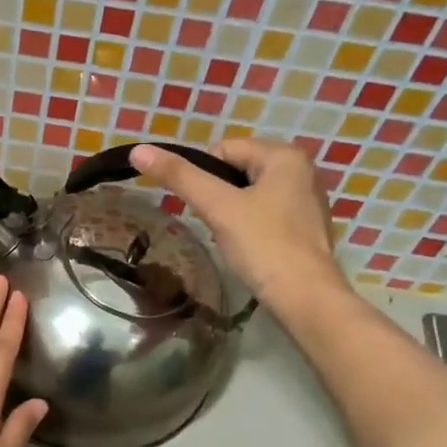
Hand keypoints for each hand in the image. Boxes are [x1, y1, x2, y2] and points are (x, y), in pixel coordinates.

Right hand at [130, 139, 342, 307]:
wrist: (304, 297)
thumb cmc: (262, 245)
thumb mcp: (217, 207)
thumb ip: (179, 176)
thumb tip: (139, 150)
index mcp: (284, 155)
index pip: (223, 149)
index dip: (202, 176)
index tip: (203, 207)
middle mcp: (301, 170)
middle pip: (237, 171)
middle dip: (218, 195)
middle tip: (214, 224)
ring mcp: (307, 200)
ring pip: (250, 194)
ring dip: (232, 212)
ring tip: (230, 238)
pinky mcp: (306, 227)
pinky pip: (266, 214)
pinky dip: (250, 227)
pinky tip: (249, 248)